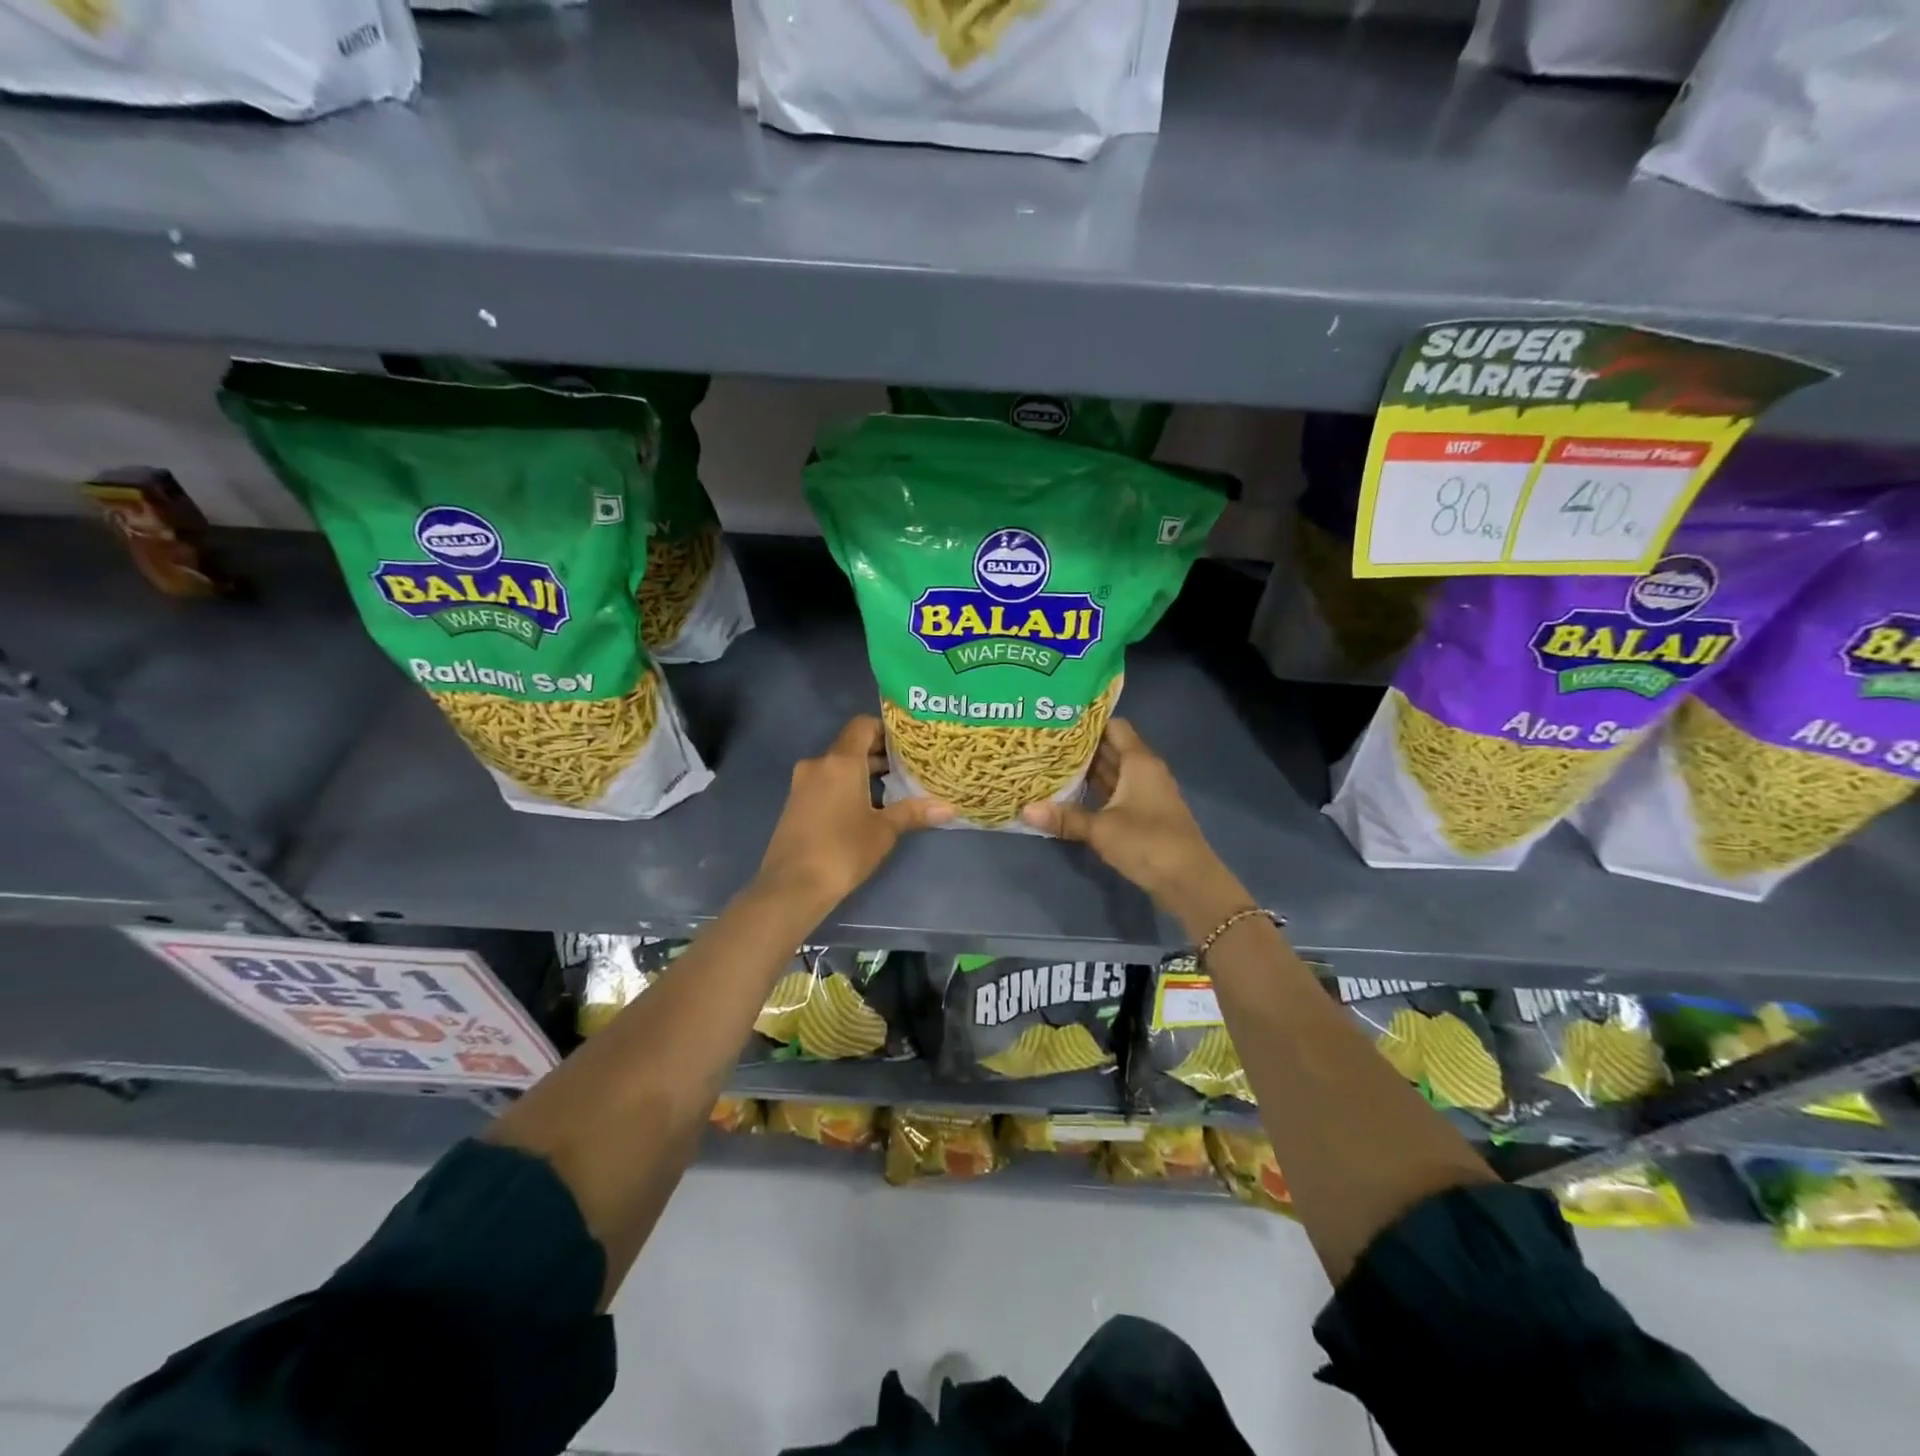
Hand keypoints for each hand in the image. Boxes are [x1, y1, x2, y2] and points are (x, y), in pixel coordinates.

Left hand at [757, 716, 951, 911]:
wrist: (792, 886)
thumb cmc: (843, 850)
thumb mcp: (883, 831)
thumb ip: (913, 812)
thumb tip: (949, 808)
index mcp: (841, 762)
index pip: (862, 725)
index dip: (885, 729)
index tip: (907, 744)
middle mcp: (818, 764)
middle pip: (851, 746)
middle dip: (878, 754)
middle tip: (908, 767)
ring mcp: (802, 784)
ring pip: (837, 766)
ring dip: (862, 772)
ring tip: (892, 789)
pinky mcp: (795, 803)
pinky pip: (825, 783)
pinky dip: (845, 786)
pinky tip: (864, 808)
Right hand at [1021, 719, 1248, 935]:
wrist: (1188, 880)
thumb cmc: (1147, 842)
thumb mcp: (1100, 829)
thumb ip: (1064, 817)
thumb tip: (1024, 810)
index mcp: (1139, 762)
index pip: (1114, 727)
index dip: (1088, 722)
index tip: (1058, 721)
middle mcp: (1145, 771)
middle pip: (1112, 748)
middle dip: (1082, 747)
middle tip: (1046, 743)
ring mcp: (1146, 793)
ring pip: (1114, 773)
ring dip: (1088, 771)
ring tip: (1051, 765)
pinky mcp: (1145, 815)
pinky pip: (1117, 793)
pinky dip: (1097, 791)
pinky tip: (1072, 795)